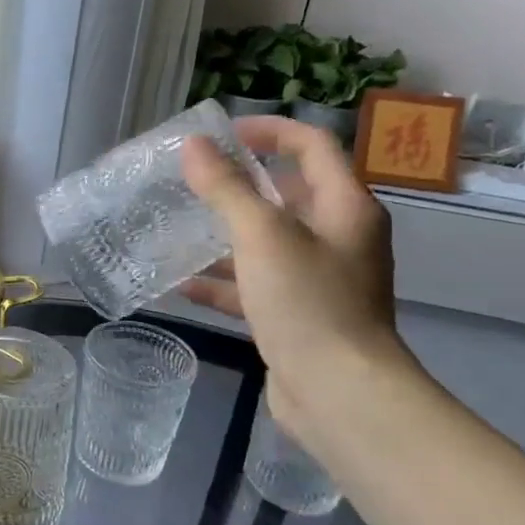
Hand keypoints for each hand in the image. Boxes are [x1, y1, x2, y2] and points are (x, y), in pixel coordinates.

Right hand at [180, 116, 402, 435]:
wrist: (339, 393)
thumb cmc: (307, 301)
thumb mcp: (262, 235)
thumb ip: (226, 188)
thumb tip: (195, 146)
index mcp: (345, 207)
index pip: (312, 146)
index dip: (270, 131)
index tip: (223, 132)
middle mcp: (339, 238)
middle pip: (289, 195)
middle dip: (241, 186)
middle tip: (193, 182)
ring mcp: (320, 280)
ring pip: (268, 244)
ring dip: (226, 236)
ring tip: (179, 229)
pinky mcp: (299, 316)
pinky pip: (257, 286)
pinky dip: (225, 283)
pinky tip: (183, 286)